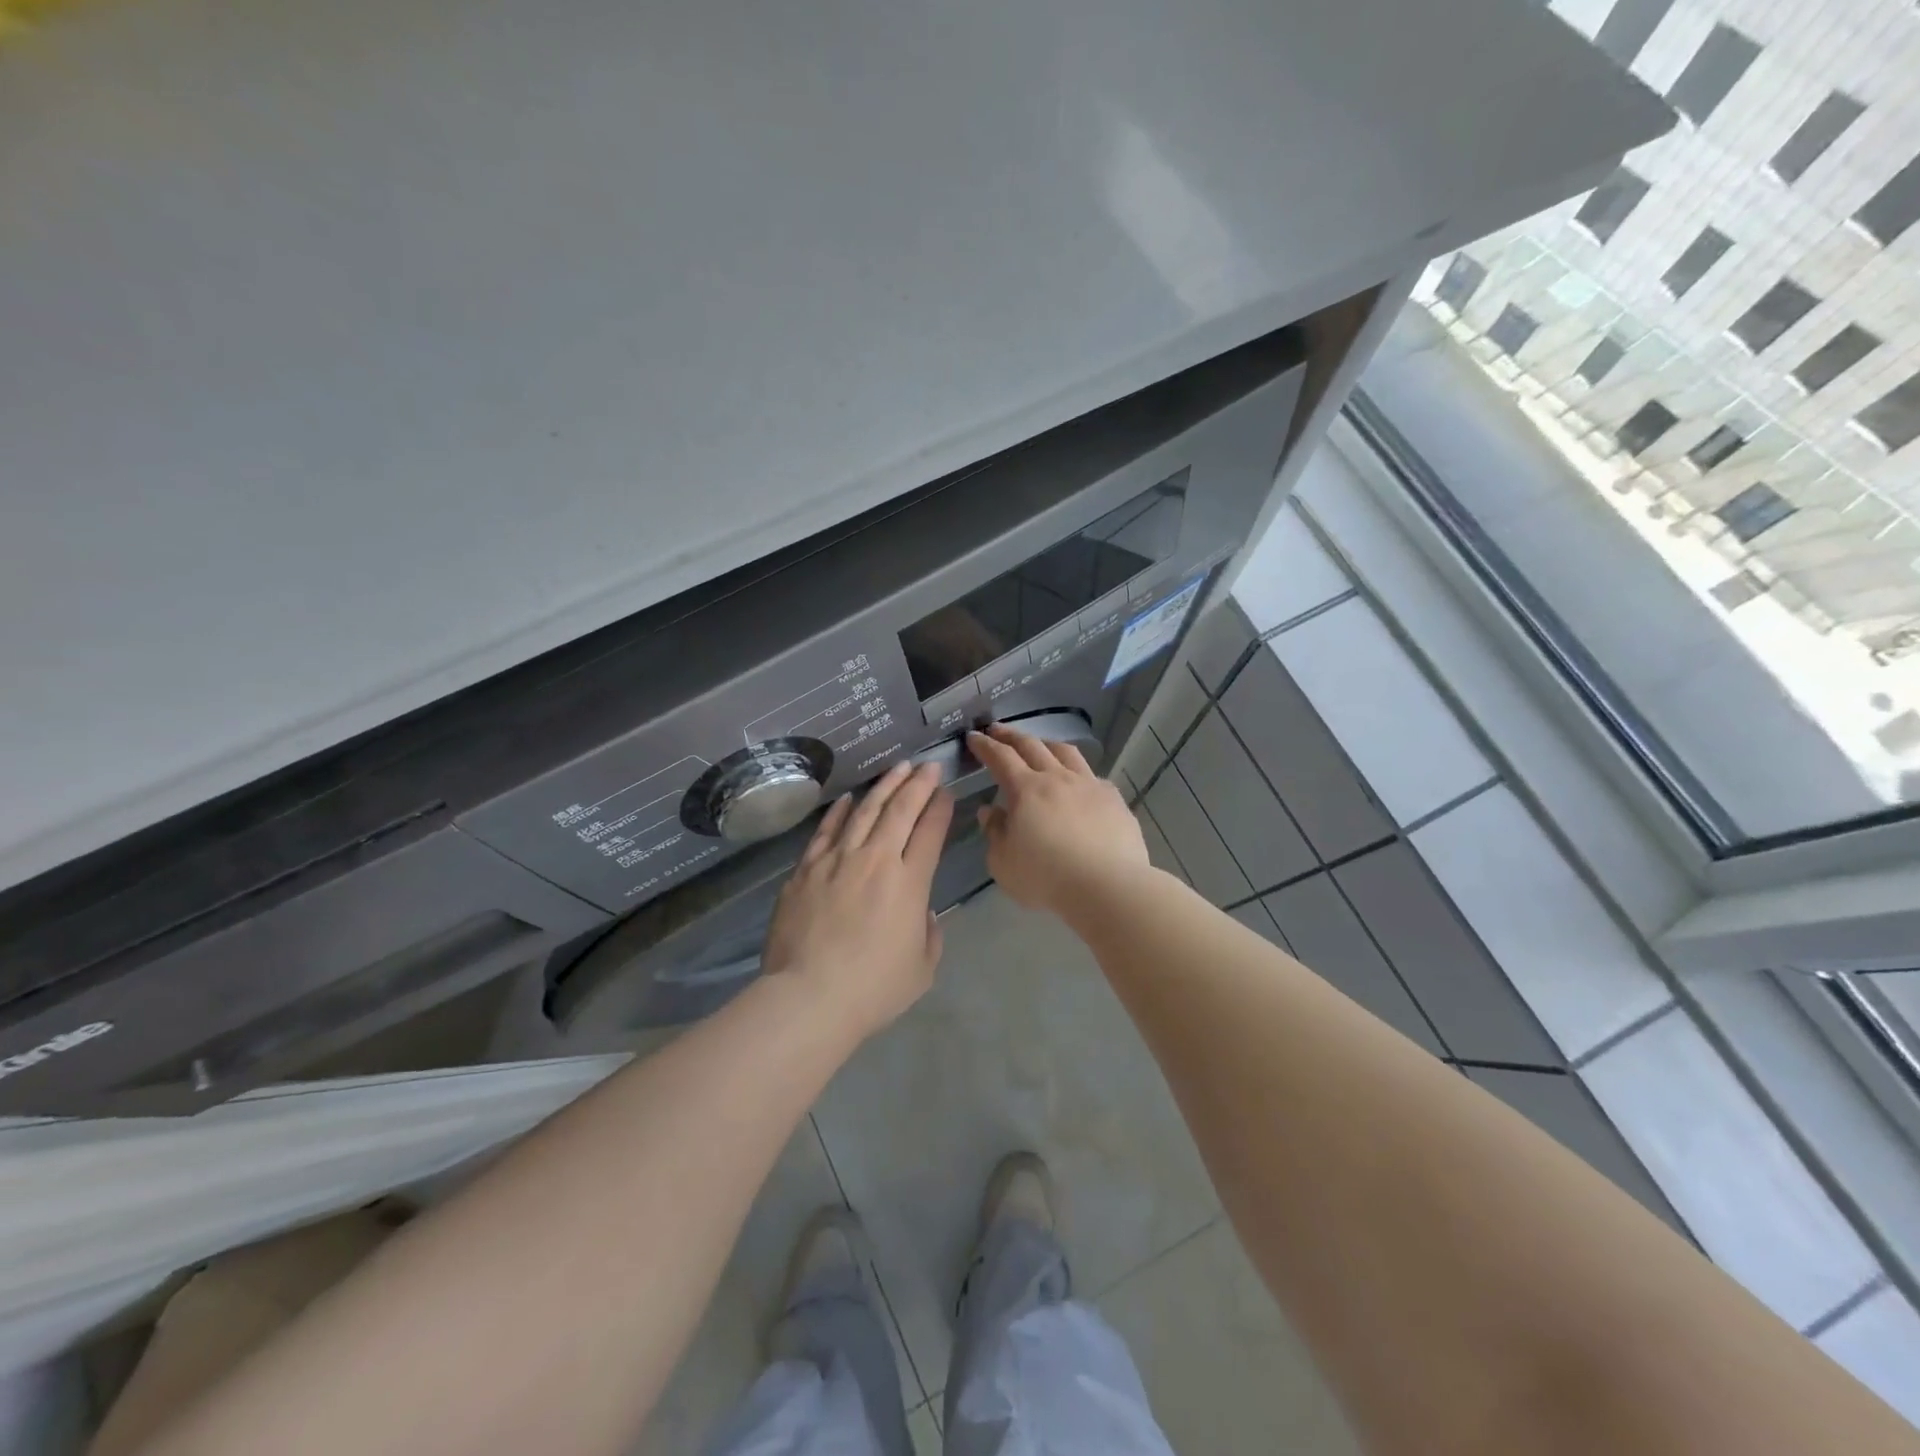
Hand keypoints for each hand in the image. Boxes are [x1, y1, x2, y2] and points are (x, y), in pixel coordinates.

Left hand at [762, 761, 953, 1039]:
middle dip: (918, 784)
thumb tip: (921, 911)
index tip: (946, 792)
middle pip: (900, 810)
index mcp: (909, 883)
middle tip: (928, 765)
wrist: (808, 997)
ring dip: (884, 787)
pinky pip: (826, 831)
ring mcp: (837, 860)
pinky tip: (849, 798)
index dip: (940, 808)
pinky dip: (840, 811)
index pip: (930, 832)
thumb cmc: (872, 989)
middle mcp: (876, 860)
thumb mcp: (922, 968)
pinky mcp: (806, 869)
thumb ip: (929, 933)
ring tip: (898, 769)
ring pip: (864, 811)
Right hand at [966, 724, 1150, 917]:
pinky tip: (1080, 783)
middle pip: (1032, 746)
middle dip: (1011, 735)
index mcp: (1026, 789)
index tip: (974, 736)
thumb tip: (990, 811)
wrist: (1107, 886)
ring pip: (1066, 753)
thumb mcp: (1003, 862)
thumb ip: (994, 832)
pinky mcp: (1114, 800)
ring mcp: (1089, 785)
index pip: (1001, 757)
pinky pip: (1093, 776)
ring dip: (1047, 744)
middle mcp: (1057, 778)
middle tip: (998, 729)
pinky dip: (1079, 773)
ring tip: (1039, 745)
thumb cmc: (1046, 877)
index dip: (985, 745)